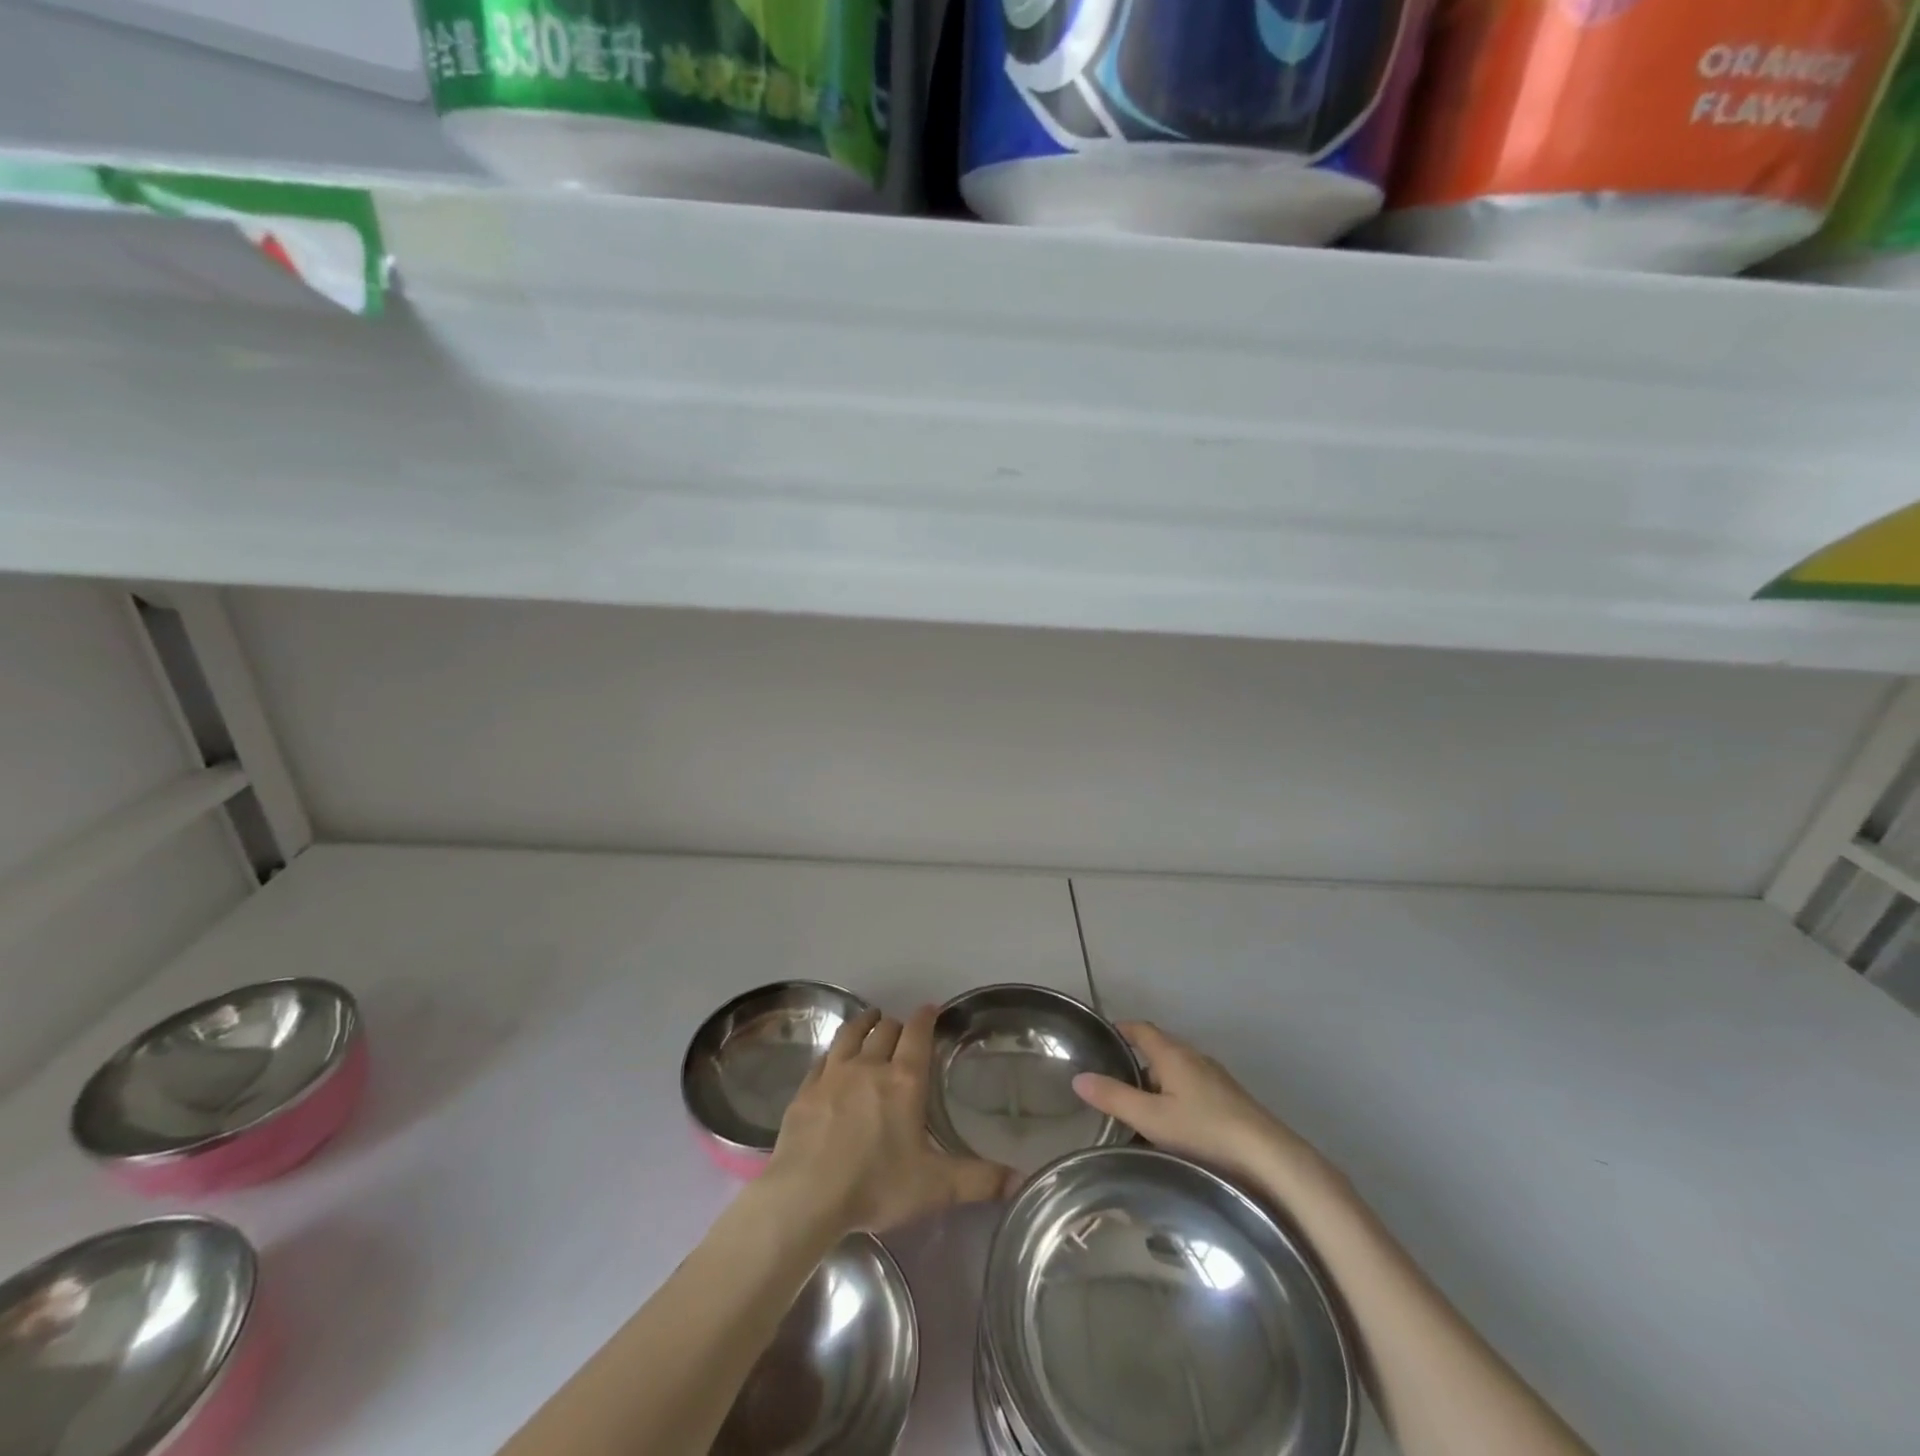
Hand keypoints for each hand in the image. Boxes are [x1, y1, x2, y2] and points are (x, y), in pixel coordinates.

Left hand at [764, 1006, 1016, 1233]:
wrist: (806, 1196)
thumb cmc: (876, 1185)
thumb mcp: (935, 1187)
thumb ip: (979, 1180)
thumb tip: (1021, 1180)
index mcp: (904, 1080)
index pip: (917, 1034)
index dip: (926, 1018)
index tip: (931, 1009)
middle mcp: (869, 1066)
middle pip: (885, 1030)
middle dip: (897, 1025)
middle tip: (903, 1030)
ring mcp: (833, 1074)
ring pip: (851, 1035)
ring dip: (864, 1024)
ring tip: (870, 1020)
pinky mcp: (805, 1090)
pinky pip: (822, 1059)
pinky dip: (833, 1051)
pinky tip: (832, 1058)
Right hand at [1073, 1021, 1326, 1190]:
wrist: (1268, 1157)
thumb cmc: (1205, 1131)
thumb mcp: (1151, 1118)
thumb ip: (1114, 1097)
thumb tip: (1079, 1077)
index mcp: (1173, 1054)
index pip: (1141, 1029)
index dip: (1120, 1030)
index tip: (1101, 1040)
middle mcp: (1194, 1058)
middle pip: (1158, 1050)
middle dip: (1135, 1062)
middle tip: (1111, 1083)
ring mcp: (1214, 1079)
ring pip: (1176, 1072)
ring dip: (1155, 1084)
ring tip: (1136, 1111)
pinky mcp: (1229, 1100)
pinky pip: (1192, 1089)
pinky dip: (1174, 1098)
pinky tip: (1171, 1128)